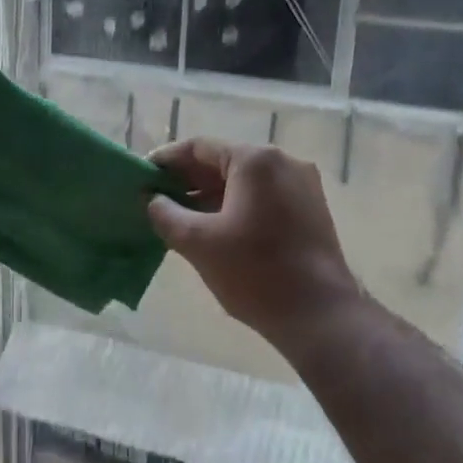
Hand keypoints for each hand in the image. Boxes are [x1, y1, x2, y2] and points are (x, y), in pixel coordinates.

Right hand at [147, 138, 360, 354]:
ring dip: (211, 196)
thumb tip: (152, 200)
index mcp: (256, 160)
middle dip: (188, 181)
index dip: (166, 161)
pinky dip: (235, 207)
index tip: (142, 178)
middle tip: (156, 201)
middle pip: (224, 162)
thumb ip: (166, 214)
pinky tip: (215, 230)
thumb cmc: (255, 272)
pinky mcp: (310, 210)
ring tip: (180, 219)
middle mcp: (283, 162)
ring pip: (244, 182)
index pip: (200, 147)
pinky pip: (263, 197)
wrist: (319, 314)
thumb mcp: (198, 242)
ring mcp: (302, 186)